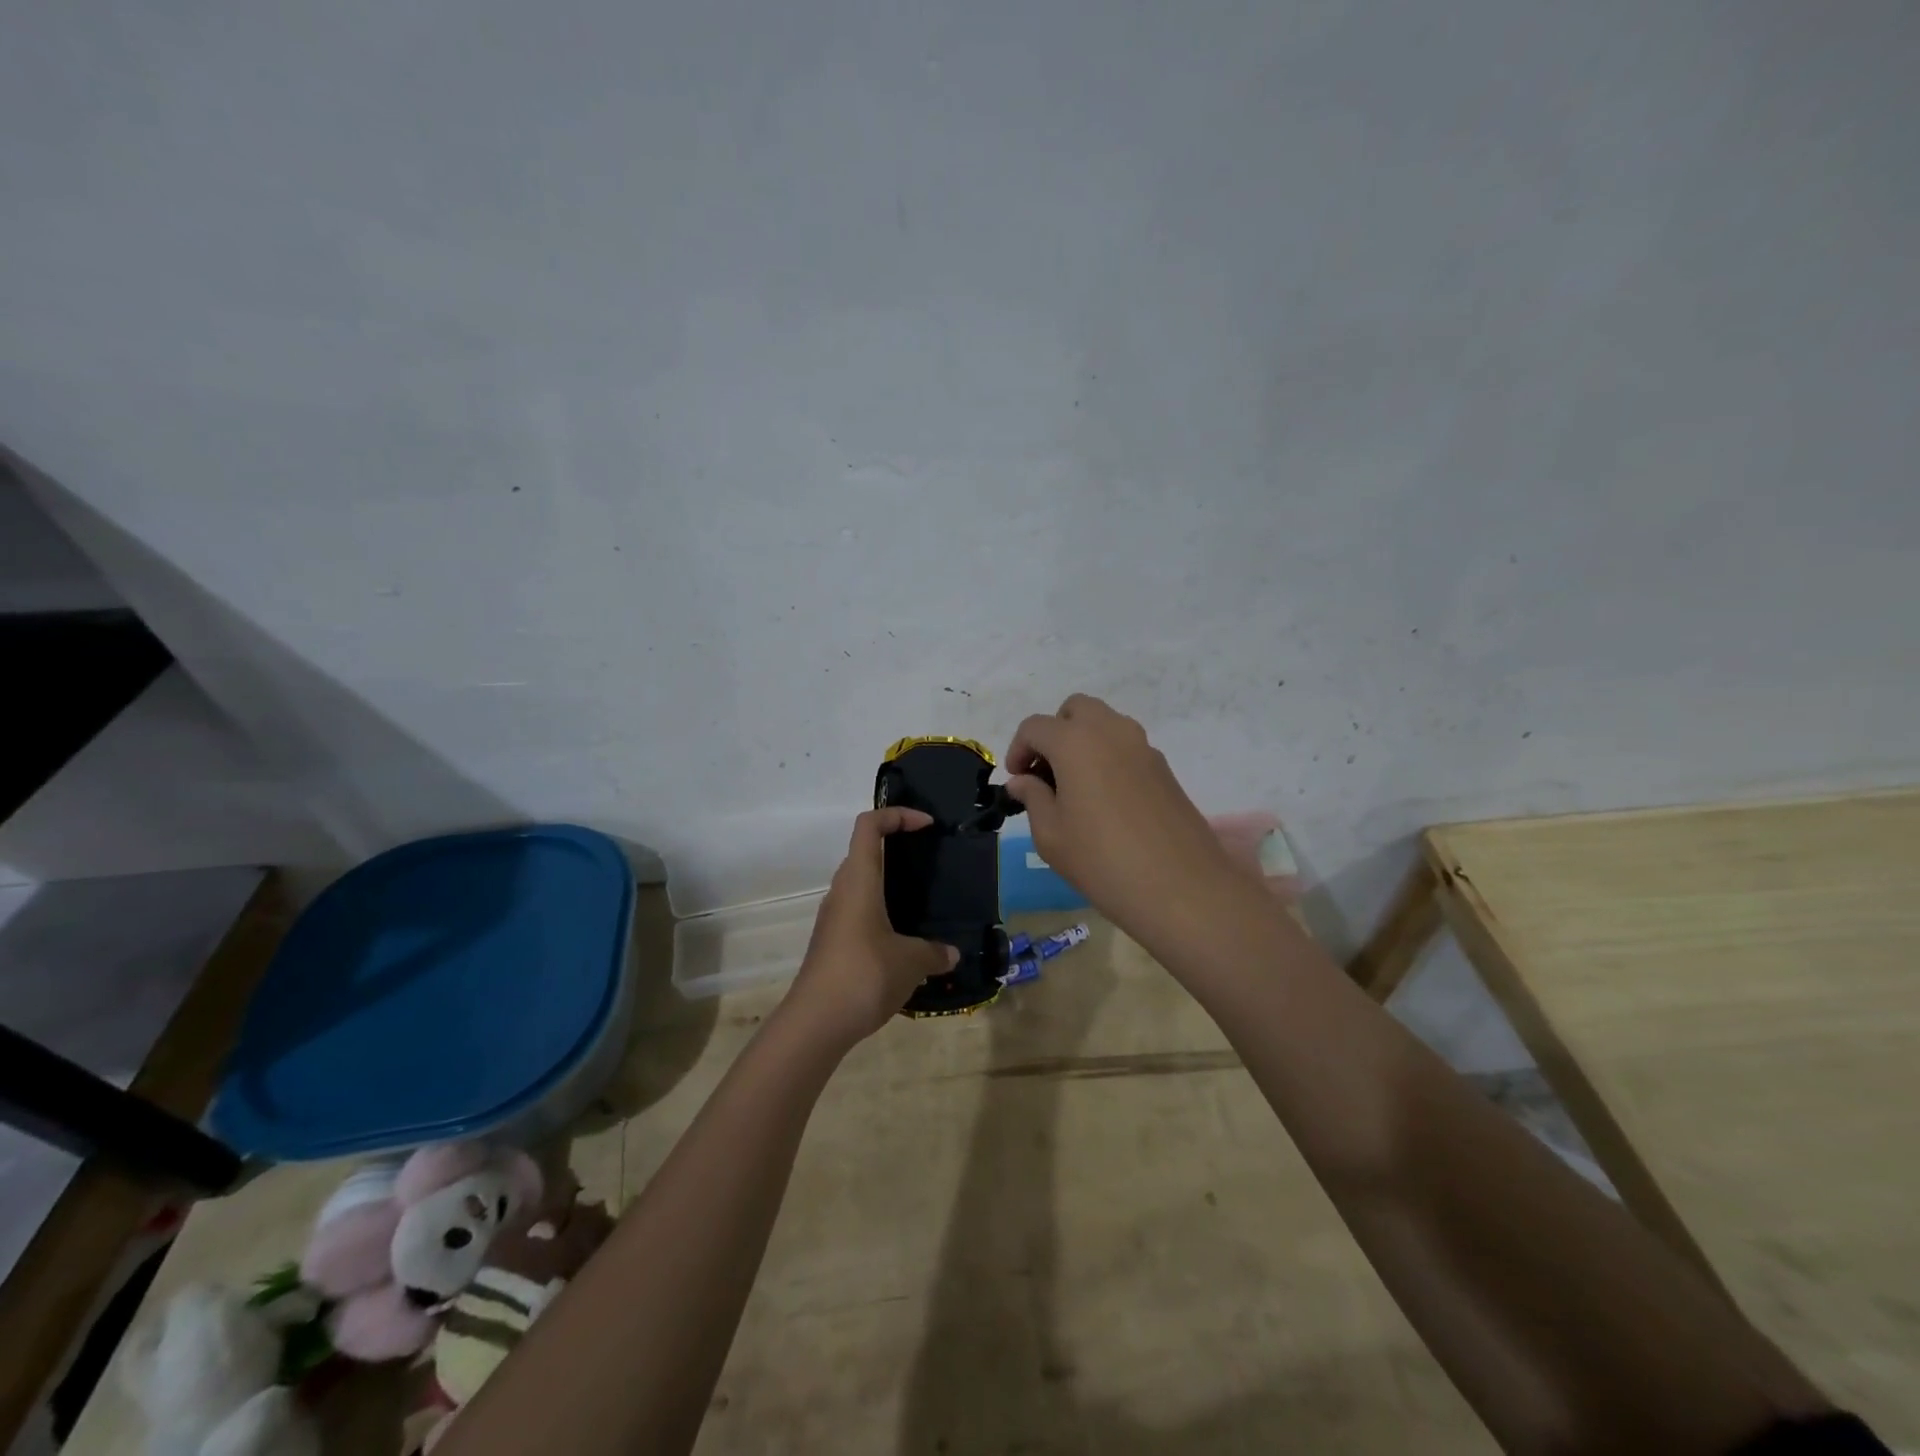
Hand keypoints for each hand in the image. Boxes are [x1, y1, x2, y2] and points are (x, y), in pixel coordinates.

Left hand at [782, 808, 959, 1047]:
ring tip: (922, 902)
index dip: (897, 815)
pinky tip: (904, 941)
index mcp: (859, 881)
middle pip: (863, 852)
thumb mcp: (911, 962)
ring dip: (888, 884)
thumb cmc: (864, 975)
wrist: (815, 1023)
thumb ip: (934, 952)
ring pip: (860, 885)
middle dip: (896, 848)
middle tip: (929, 861)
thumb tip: (951, 953)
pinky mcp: (831, 943)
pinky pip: (858, 913)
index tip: (926, 826)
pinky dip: (881, 913)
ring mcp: (833, 918)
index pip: (869, 825)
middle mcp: (842, 891)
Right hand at [1005, 694, 1237, 947]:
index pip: (1035, 727)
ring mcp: (1143, 746)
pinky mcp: (1164, 767)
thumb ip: (1032, 798)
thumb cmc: (1101, 860)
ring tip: (1075, 787)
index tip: (1016, 781)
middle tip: (1046, 773)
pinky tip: (1106, 801)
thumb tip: (1022, 781)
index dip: (1018, 749)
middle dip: (1054, 733)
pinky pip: (1126, 747)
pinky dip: (1108, 757)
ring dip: (1083, 742)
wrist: (1180, 887)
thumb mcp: (1050, 835)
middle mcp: (1110, 731)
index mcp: (1075, 741)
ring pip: (1105, 724)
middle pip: (1075, 710)